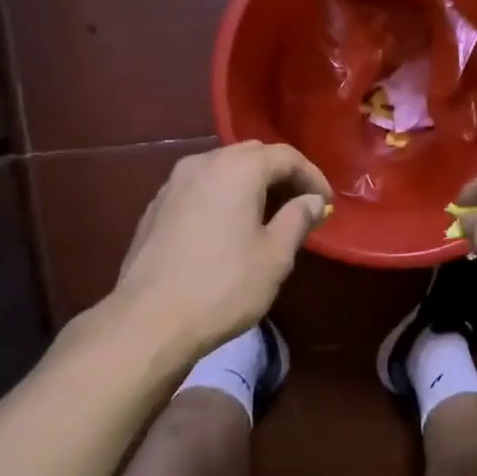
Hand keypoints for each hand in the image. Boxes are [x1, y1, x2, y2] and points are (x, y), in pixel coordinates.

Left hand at [111, 141, 331, 360]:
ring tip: (267, 218)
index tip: (326, 204)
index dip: (312, 176)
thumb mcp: (274, 256)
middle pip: (251, 156)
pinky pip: (200, 190)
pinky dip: (222, 198)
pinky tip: (229, 229)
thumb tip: (312, 201)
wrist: (150, 319)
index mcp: (237, 169)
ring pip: (222, 170)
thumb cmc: (224, 286)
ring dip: (249, 186)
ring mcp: (172, 184)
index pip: (285, 156)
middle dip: (280, 176)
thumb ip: (297, 219)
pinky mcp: (155, 208)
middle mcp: (202, 163)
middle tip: (300, 206)